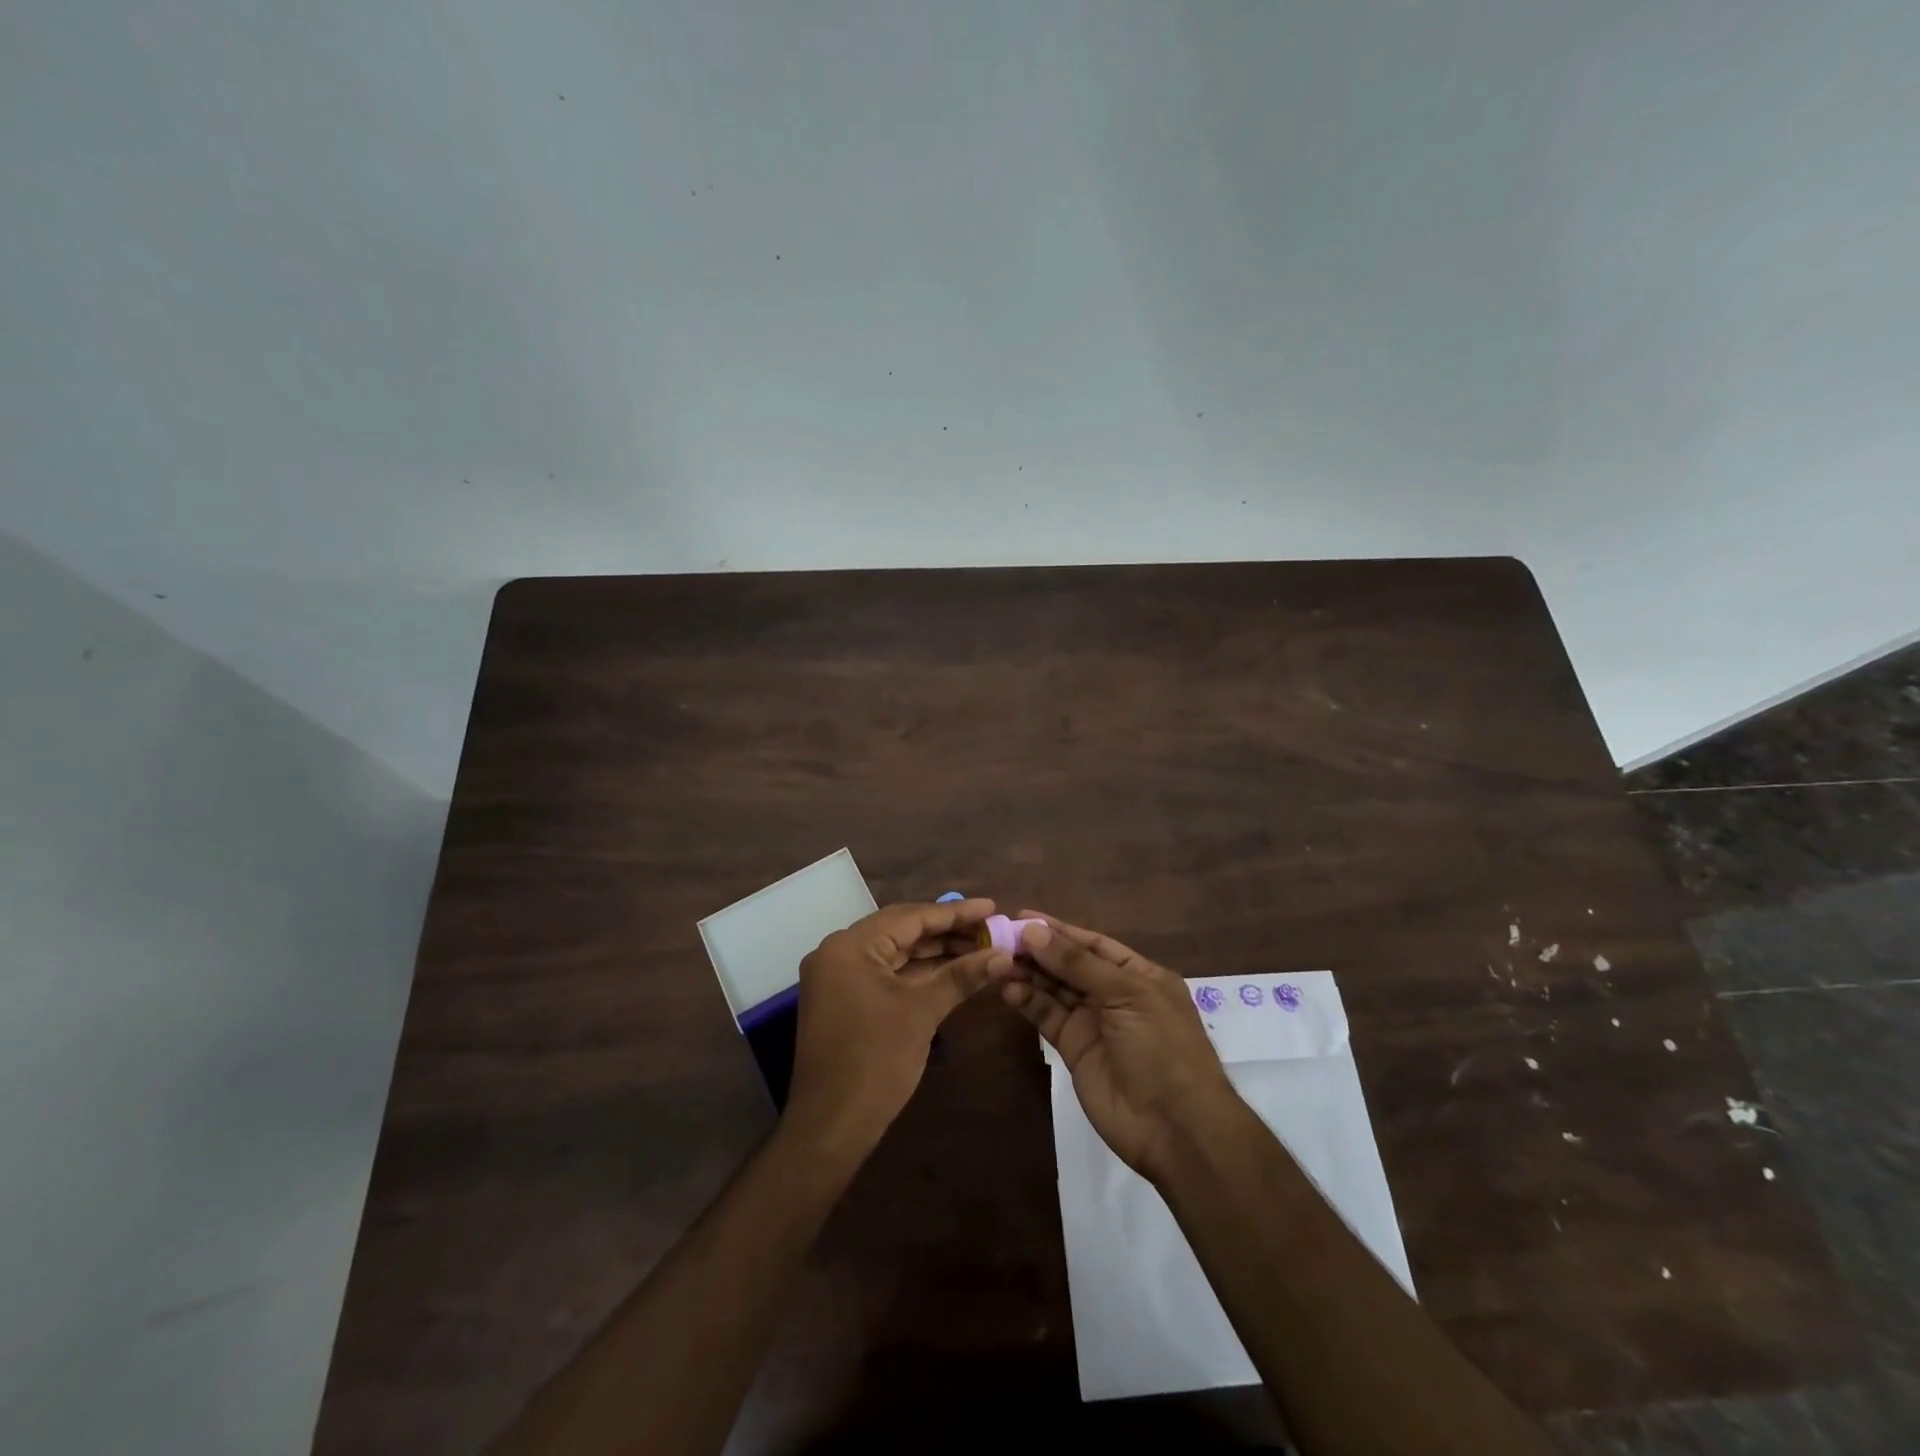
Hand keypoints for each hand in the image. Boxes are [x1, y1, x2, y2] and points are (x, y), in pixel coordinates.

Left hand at [785, 898, 1012, 1154]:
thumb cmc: (876, 1062)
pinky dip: (917, 973)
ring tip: (979, 948)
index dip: (954, 913)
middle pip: (901, 930)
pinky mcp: (844, 998)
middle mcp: (839, 951)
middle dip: (947, 931)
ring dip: (934, 952)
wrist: (831, 1126)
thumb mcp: (922, 1012)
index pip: (910, 917)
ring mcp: (838, 976)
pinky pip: (885, 973)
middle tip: (990, 929)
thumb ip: (961, 976)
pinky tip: (951, 971)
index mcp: (850, 946)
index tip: (991, 907)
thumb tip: (1004, 956)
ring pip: (895, 953)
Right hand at [1001, 911, 1240, 1181]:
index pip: (1093, 944)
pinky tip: (1007, 989)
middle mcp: (1115, 994)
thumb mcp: (1126, 995)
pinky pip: (1048, 1017)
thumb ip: (1077, 963)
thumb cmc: (1161, 1047)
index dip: (1059, 930)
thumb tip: (1033, 931)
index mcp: (1139, 975)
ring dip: (1028, 975)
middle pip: (1070, 965)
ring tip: (997, 962)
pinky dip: (1028, 1002)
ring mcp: (1093, 1022)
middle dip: (1038, 951)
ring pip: (1054, 990)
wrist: (1174, 1127)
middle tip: (999, 938)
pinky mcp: (1074, 1048)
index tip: (1021, 917)